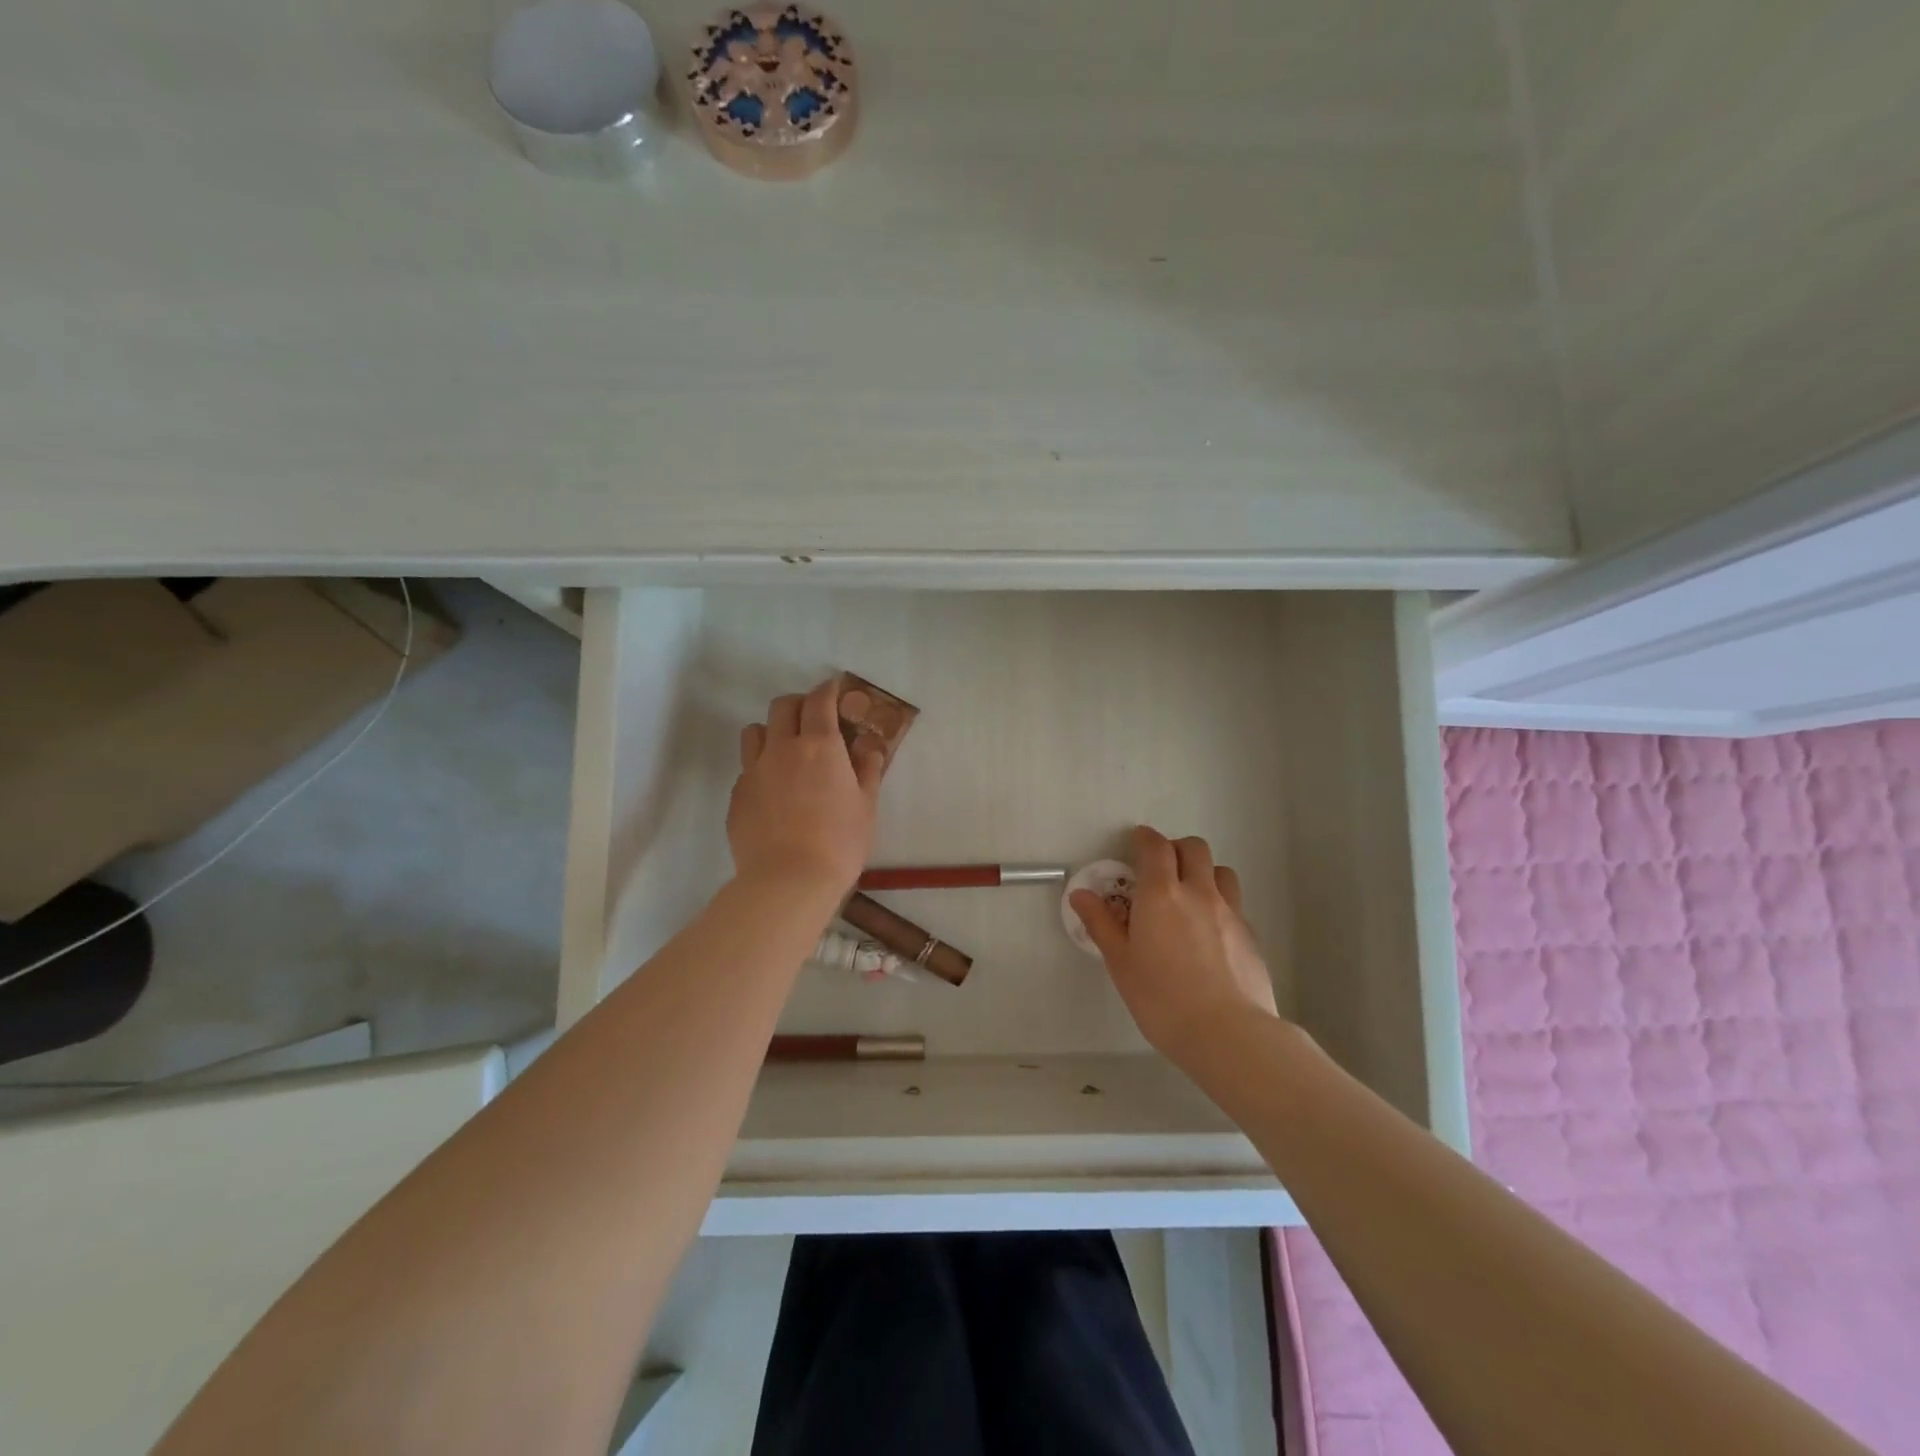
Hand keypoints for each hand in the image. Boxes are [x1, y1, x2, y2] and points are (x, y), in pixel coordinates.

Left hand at [728, 678, 884, 896]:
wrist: (787, 882)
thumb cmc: (839, 843)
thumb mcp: (866, 806)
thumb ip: (868, 769)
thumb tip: (869, 746)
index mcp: (819, 746)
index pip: (819, 701)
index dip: (828, 689)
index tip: (835, 688)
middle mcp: (782, 749)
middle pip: (782, 707)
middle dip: (799, 704)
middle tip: (814, 719)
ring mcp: (754, 772)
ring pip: (755, 732)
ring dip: (772, 731)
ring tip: (786, 750)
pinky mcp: (737, 796)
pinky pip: (747, 768)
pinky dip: (761, 767)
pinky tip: (774, 791)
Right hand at [1072, 826, 1279, 1064]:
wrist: (1228, 1034)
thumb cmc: (1162, 999)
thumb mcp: (1121, 963)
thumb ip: (1101, 924)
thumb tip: (1081, 895)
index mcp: (1161, 894)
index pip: (1155, 847)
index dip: (1145, 838)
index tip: (1136, 841)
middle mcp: (1199, 892)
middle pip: (1194, 848)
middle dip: (1175, 848)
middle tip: (1160, 868)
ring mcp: (1230, 912)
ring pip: (1221, 871)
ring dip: (1204, 872)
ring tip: (1190, 895)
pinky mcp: (1251, 936)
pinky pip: (1235, 905)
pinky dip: (1220, 904)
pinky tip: (1211, 932)